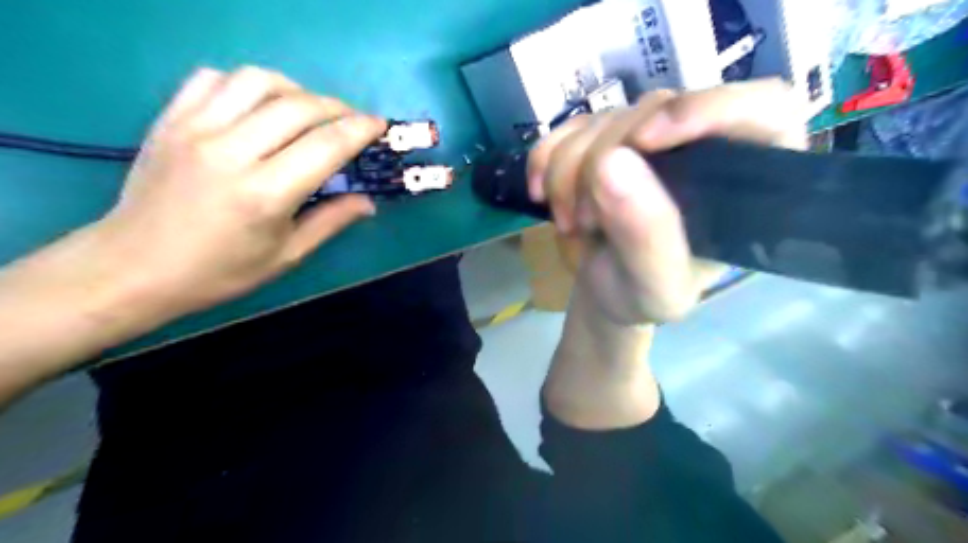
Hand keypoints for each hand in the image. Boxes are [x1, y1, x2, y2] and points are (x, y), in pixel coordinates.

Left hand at [94, 65, 386, 316]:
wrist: (134, 266)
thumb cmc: (220, 271)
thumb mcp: (287, 256)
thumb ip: (331, 222)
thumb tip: (368, 201)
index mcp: (265, 194)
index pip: (326, 145)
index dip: (360, 129)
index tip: (379, 125)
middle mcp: (231, 152)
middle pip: (298, 106)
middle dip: (337, 107)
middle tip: (352, 120)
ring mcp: (195, 129)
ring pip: (257, 81)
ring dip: (295, 89)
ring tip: (308, 110)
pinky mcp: (170, 120)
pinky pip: (214, 78)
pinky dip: (247, 84)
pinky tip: (259, 105)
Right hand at [526, 79, 806, 325]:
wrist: (605, 291)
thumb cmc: (644, 297)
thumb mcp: (656, 288)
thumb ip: (647, 236)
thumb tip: (610, 162)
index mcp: (743, 181)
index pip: (763, 107)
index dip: (708, 108)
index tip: (645, 141)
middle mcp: (700, 144)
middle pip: (656, 109)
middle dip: (602, 163)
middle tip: (584, 220)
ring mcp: (647, 135)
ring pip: (604, 117)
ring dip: (568, 171)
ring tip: (571, 224)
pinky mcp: (603, 137)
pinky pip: (568, 127)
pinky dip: (544, 158)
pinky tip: (541, 194)